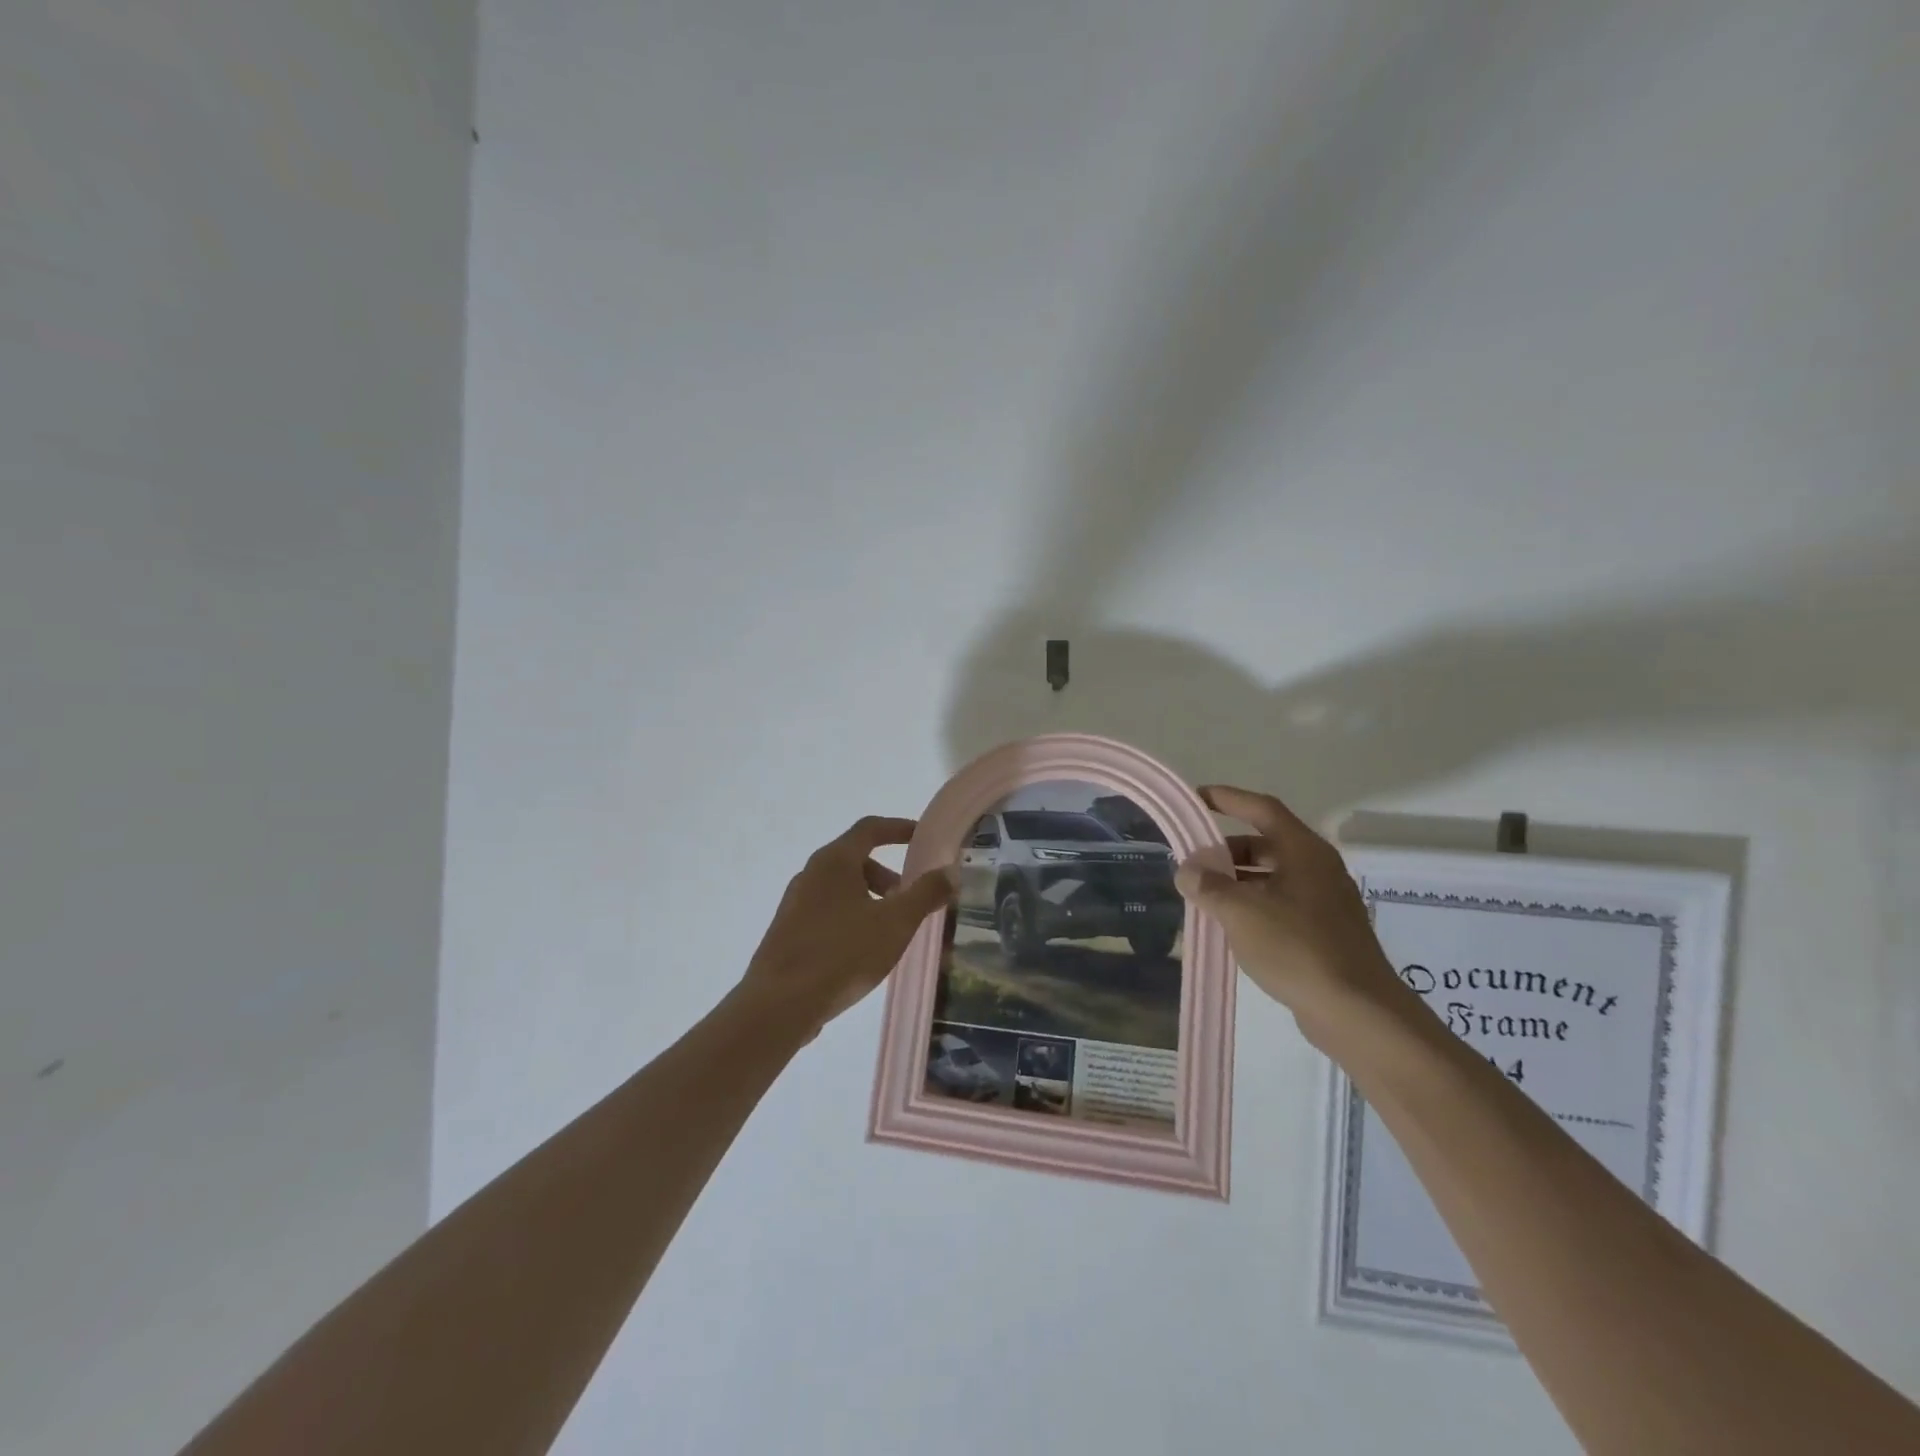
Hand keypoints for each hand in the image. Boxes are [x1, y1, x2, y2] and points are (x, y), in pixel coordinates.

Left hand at [739, 816, 956, 1038]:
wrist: (779, 1004)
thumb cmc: (842, 953)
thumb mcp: (896, 922)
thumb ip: (925, 893)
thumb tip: (949, 871)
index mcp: (834, 861)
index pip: (870, 828)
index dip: (899, 828)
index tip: (922, 837)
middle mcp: (810, 873)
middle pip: (855, 860)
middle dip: (887, 875)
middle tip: (909, 901)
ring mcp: (794, 903)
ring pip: (841, 889)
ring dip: (869, 899)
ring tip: (888, 932)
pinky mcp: (787, 932)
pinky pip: (827, 912)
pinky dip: (851, 918)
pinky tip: (861, 953)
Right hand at [1174, 785, 1409, 1048]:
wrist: (1357, 1011)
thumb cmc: (1298, 948)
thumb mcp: (1241, 912)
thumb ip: (1209, 886)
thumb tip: (1187, 870)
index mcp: (1304, 851)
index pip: (1262, 809)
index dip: (1228, 799)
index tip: (1196, 798)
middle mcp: (1318, 867)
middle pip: (1266, 843)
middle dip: (1227, 849)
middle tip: (1193, 860)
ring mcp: (1325, 900)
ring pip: (1273, 875)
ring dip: (1237, 879)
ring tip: (1204, 894)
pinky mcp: (1325, 930)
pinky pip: (1281, 902)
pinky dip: (1253, 903)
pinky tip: (1230, 925)